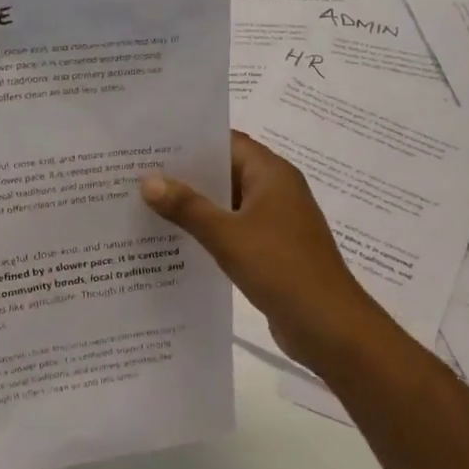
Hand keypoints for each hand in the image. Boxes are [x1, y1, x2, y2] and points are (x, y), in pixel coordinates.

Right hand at [140, 131, 383, 373]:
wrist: (330, 327)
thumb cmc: (281, 268)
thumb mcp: (226, 235)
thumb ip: (187, 206)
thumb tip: (148, 180)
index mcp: (272, 174)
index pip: (227, 142)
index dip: (190, 141)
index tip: (152, 145)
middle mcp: (276, 190)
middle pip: (226, 171)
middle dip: (186, 174)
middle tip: (139, 174)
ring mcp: (276, 221)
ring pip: (228, 203)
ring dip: (195, 205)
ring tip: (147, 204)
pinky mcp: (273, 249)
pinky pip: (234, 229)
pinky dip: (209, 230)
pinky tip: (175, 239)